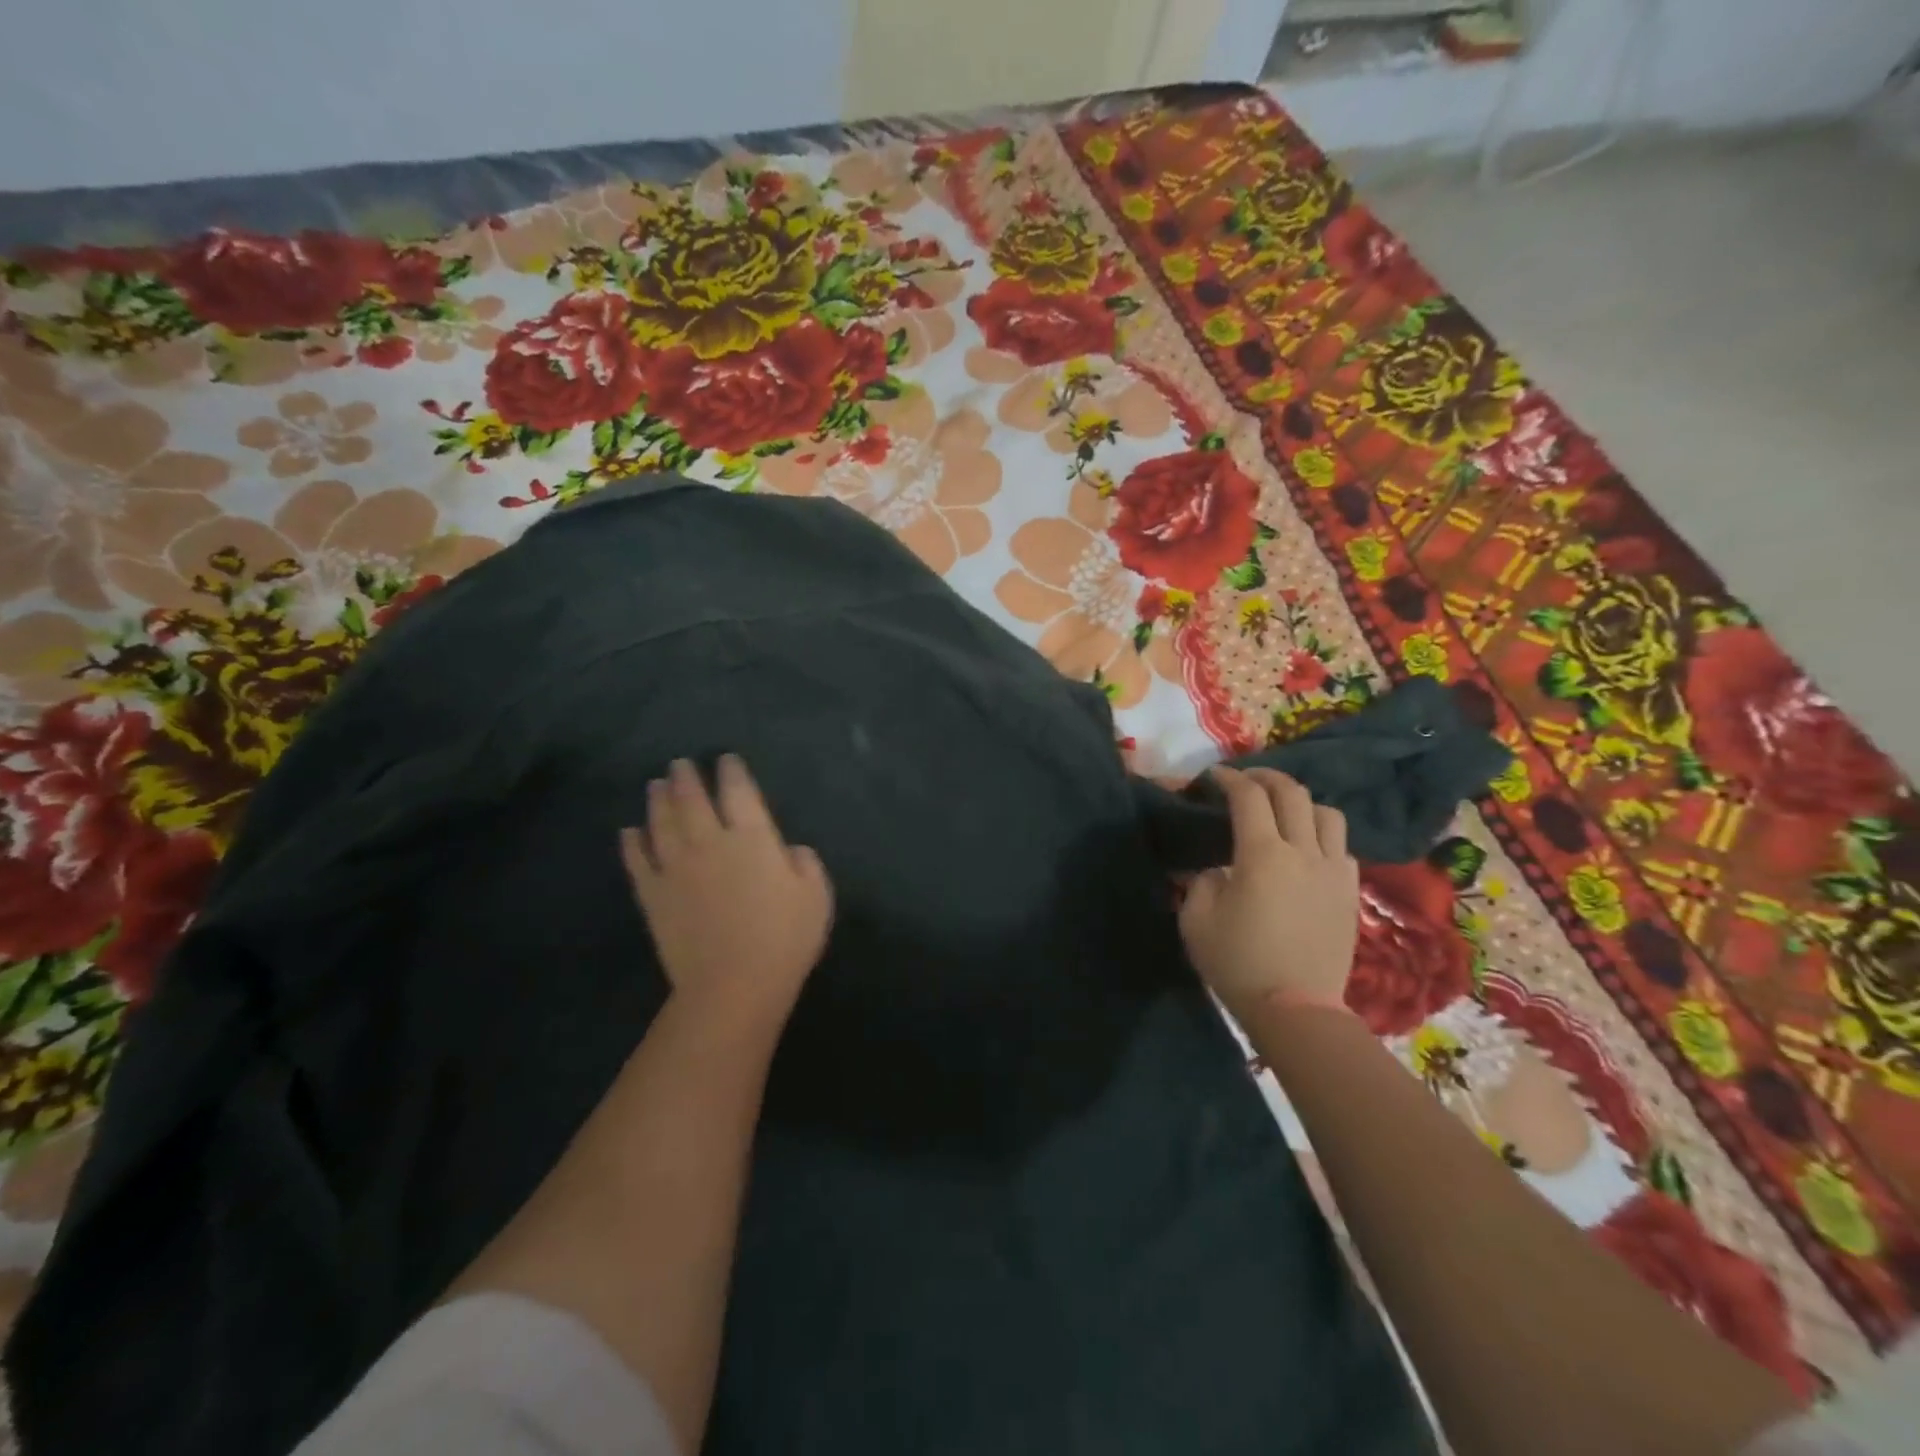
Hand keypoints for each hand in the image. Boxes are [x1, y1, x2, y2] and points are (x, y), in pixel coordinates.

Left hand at [620, 755, 832, 1032]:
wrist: (733, 984)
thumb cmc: (784, 939)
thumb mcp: (816, 896)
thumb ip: (805, 863)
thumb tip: (788, 849)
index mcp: (753, 838)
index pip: (739, 792)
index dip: (732, 772)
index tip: (726, 760)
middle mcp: (711, 842)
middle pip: (693, 800)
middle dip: (687, 777)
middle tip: (680, 764)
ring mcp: (676, 867)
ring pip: (662, 822)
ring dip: (658, 800)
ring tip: (656, 784)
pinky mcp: (653, 895)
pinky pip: (638, 861)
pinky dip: (632, 843)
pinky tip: (628, 831)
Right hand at [1178, 767, 1358, 1023]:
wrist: (1295, 1009)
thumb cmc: (1238, 963)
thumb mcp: (1196, 919)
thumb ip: (1201, 882)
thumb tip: (1216, 869)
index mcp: (1262, 855)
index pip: (1249, 796)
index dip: (1229, 779)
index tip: (1213, 778)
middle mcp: (1303, 852)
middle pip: (1291, 793)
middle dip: (1265, 777)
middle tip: (1245, 780)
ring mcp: (1333, 870)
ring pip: (1326, 813)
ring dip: (1300, 802)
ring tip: (1282, 812)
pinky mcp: (1349, 891)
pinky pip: (1341, 846)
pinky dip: (1321, 835)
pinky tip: (1306, 849)